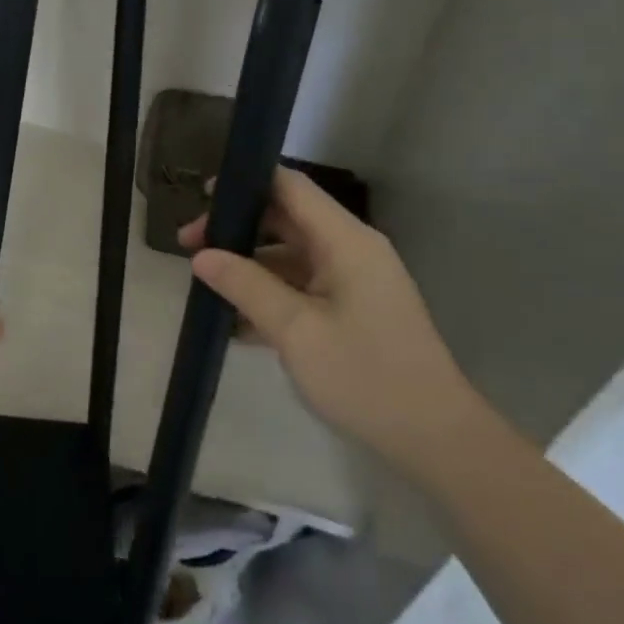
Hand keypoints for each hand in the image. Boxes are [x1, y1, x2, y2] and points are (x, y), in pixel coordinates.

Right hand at [181, 168, 491, 479]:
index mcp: (345, 241)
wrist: (435, 440)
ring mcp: (352, 281)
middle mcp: (350, 250)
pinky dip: (267, 294)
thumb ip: (246, 286)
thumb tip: (201, 256)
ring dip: (248, 265)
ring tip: (203, 284)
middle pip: (286, 219)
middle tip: (188, 248)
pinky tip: (232, 320)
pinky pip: (300, 287)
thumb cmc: (366, 376)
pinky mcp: (350, 310)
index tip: (202, 198)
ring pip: (289, 256)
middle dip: (237, 229)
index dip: (246, 183)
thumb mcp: (296, 330)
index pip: (291, 187)